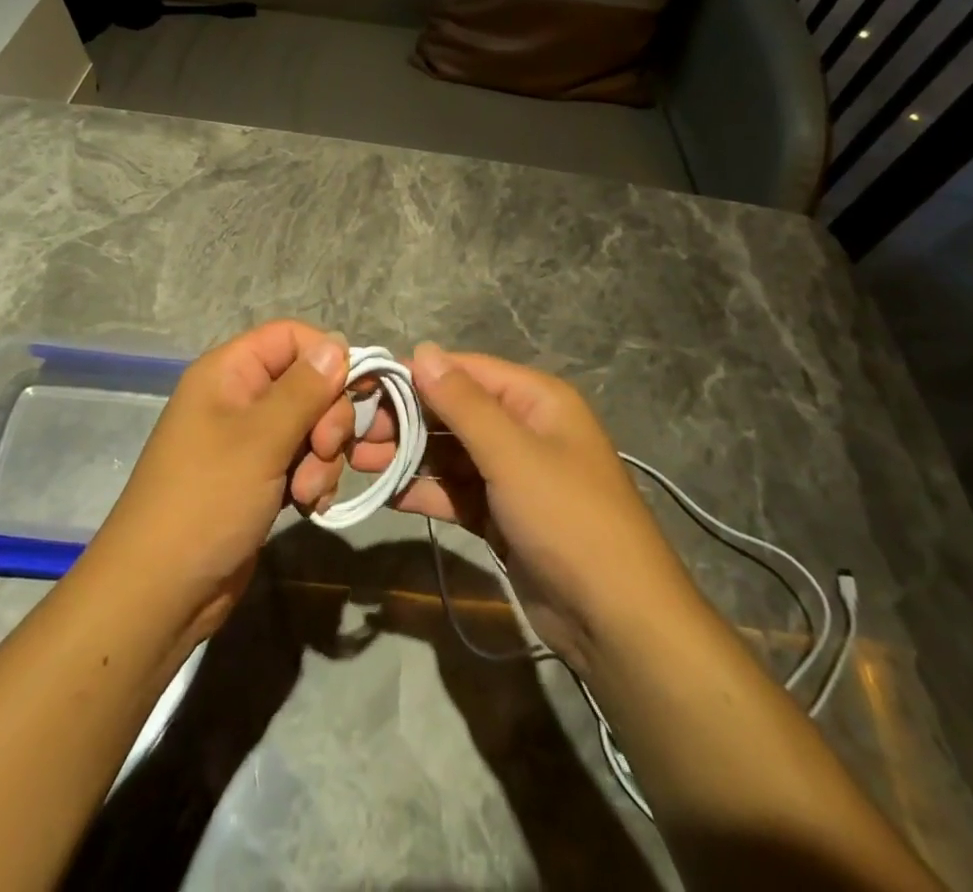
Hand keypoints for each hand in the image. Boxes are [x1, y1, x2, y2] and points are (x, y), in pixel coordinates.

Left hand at [86, 320, 354, 646]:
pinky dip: (312, 480)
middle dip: (328, 420)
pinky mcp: (258, 479)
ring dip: (322, 458)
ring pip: (310, 427)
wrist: (161, 591)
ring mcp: (248, 442)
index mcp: (228, 372)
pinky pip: (301, 462)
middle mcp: (239, 398)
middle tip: (325, 452)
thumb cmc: (206, 500)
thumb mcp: (260, 439)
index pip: (290, 337)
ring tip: (307, 493)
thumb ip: (304, 390)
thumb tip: (338, 342)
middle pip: (307, 383)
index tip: (351, 393)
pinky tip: (308, 507)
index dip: (325, 358)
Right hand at [348, 343, 675, 674]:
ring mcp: (514, 475)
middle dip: (406, 420)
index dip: (416, 376)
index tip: (366, 386)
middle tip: (355, 432)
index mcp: (536, 400)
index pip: (465, 371)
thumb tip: (422, 350)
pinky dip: (428, 491)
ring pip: (451, 453)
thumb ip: (462, 402)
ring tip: (359, 461)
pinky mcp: (505, 516)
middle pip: (454, 412)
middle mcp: (525, 429)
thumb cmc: (567, 519)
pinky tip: (390, 495)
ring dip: (409, 456)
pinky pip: (458, 491)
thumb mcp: (512, 454)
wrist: (618, 622)